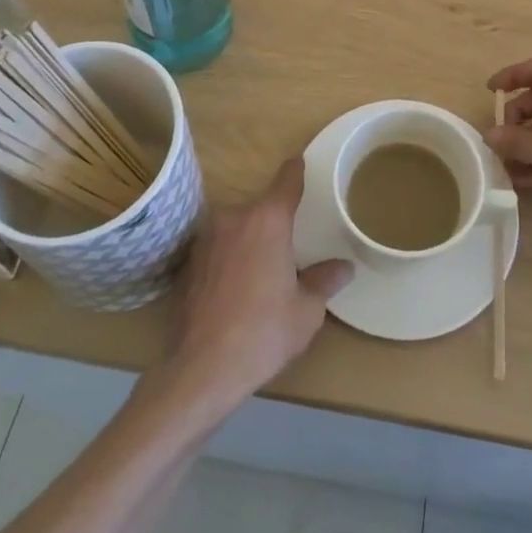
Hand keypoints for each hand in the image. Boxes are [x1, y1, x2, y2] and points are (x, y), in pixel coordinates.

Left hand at [164, 159, 351, 409]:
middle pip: (261, 209)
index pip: (287, 180)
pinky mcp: (188, 262)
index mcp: (268, 219)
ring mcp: (206, 238)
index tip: (301, 163)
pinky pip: (218, 249)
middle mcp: (234, 217)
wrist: (202, 369)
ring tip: (261, 274)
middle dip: (274, 224)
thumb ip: (324, 280)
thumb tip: (343, 267)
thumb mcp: (306, 310)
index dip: (296, 171)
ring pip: (237, 228)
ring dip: (249, 241)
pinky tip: (234, 290)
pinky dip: (228, 259)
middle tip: (288, 251)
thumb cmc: (263, 332)